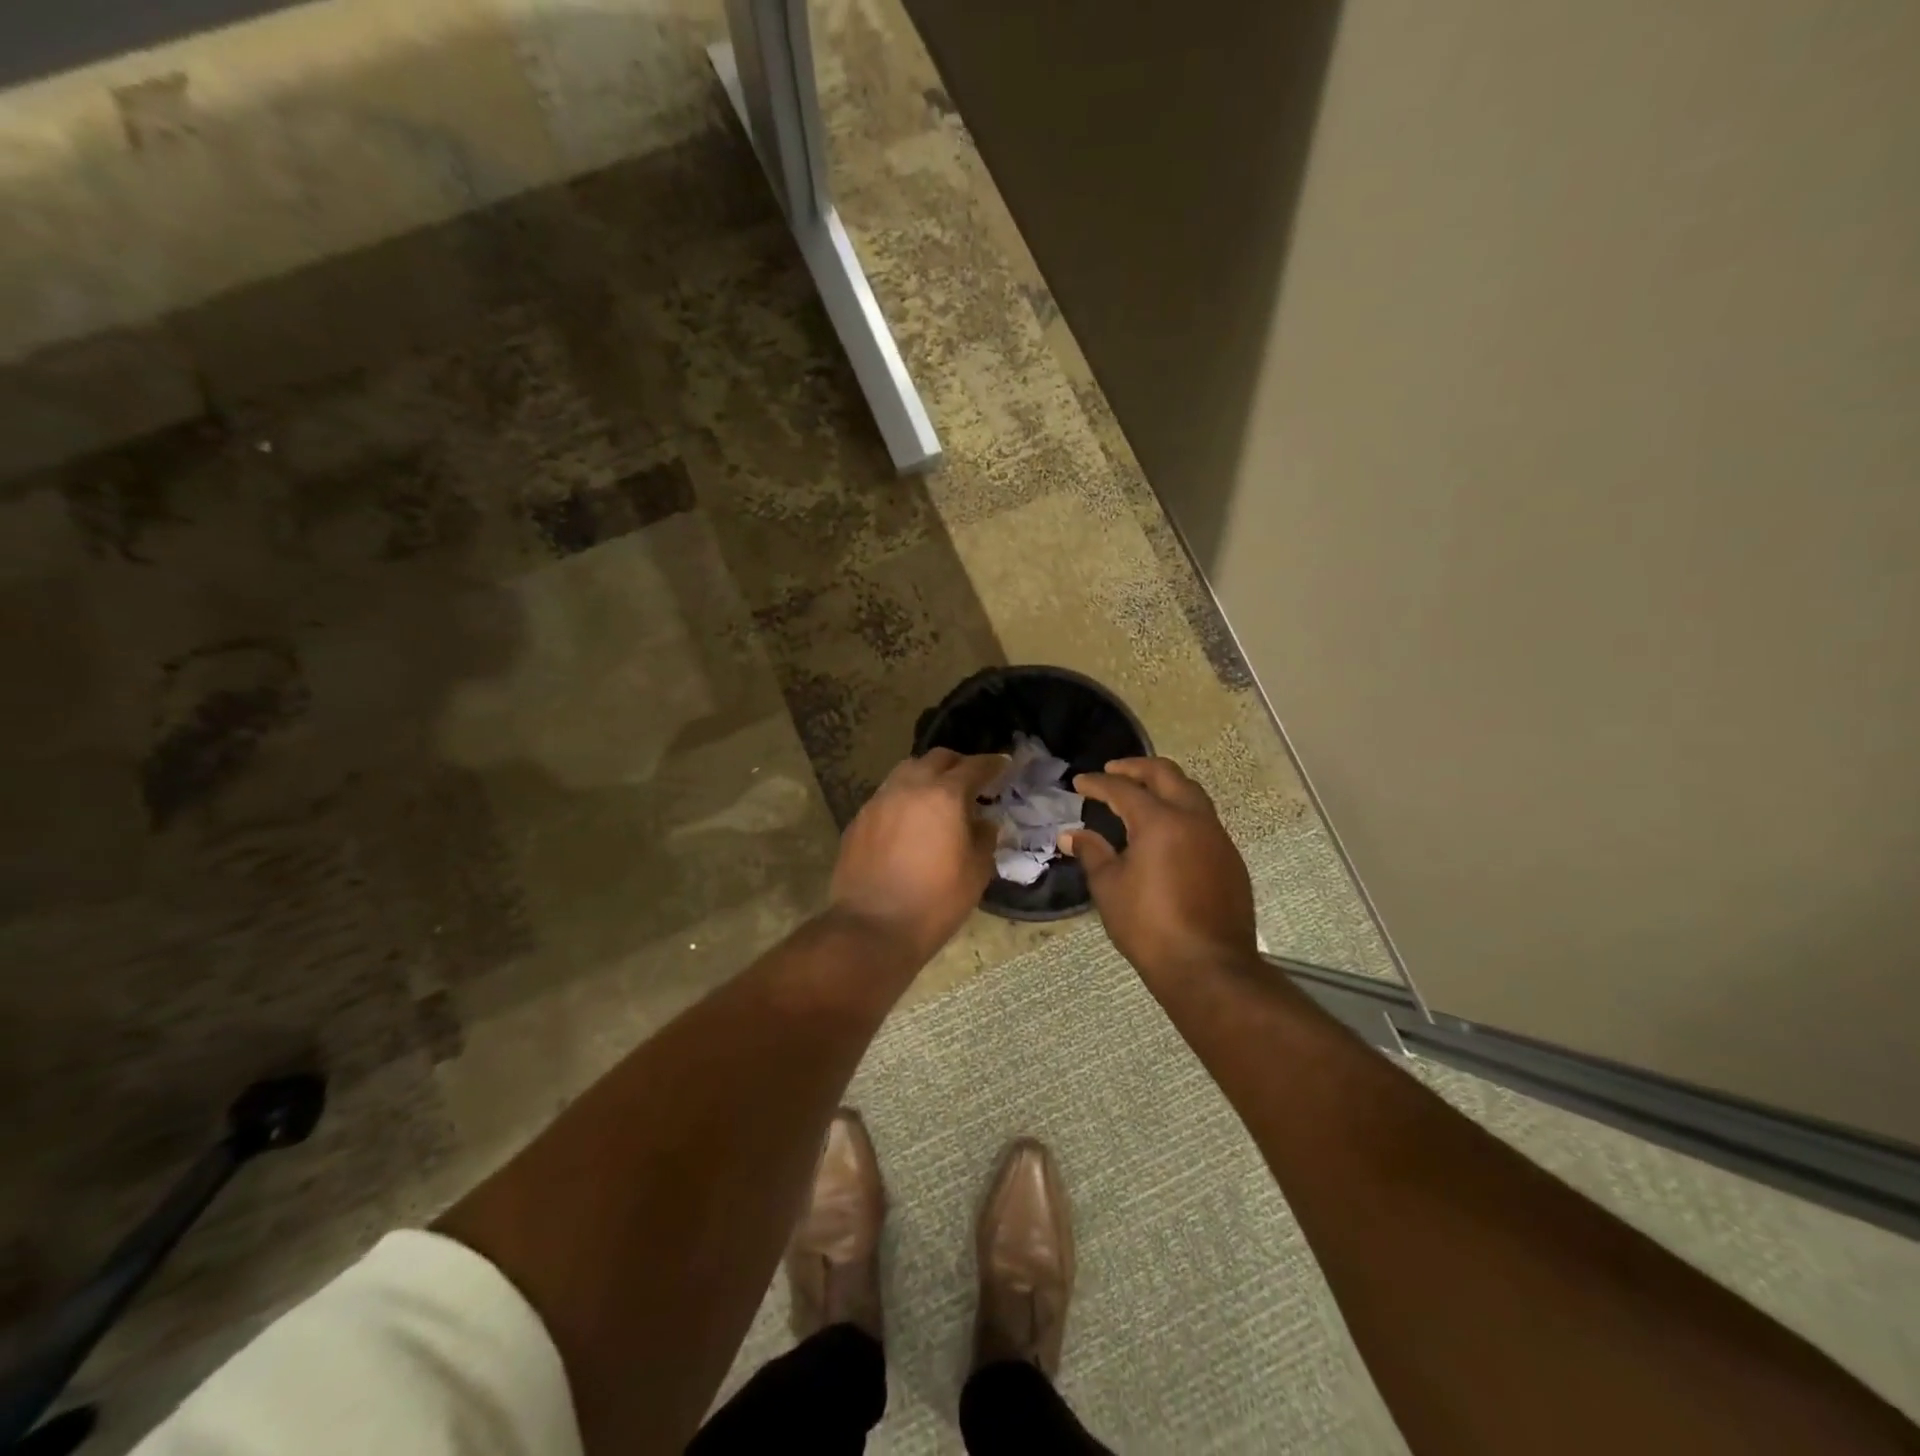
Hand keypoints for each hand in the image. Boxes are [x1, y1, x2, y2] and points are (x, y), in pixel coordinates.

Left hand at [828, 750, 1007, 964]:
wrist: (872, 927)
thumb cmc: (935, 902)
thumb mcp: (976, 872)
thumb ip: (984, 838)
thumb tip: (983, 822)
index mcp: (944, 796)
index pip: (974, 766)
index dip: (992, 764)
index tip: (1004, 765)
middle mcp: (910, 787)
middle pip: (937, 759)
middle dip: (957, 764)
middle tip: (971, 780)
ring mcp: (879, 800)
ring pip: (907, 771)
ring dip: (927, 776)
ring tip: (938, 797)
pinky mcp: (859, 819)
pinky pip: (887, 795)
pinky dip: (904, 797)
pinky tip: (910, 821)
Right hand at [1064, 758, 1258, 981]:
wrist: (1208, 967)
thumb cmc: (1149, 926)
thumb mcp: (1109, 888)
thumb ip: (1092, 853)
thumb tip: (1072, 835)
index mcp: (1160, 821)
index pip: (1124, 789)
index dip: (1098, 784)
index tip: (1080, 783)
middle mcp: (1193, 819)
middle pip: (1167, 775)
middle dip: (1137, 768)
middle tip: (1113, 772)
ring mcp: (1218, 838)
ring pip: (1191, 794)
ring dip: (1165, 787)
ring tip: (1142, 796)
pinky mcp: (1231, 860)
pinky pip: (1204, 820)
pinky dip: (1182, 813)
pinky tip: (1167, 833)